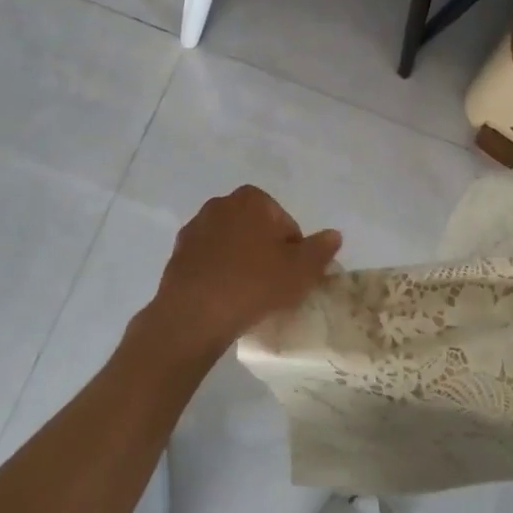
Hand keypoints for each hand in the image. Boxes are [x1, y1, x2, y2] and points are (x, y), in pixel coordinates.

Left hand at [145, 186, 341, 359]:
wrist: (194, 314)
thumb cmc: (254, 284)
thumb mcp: (301, 271)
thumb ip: (320, 250)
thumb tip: (334, 235)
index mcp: (252, 199)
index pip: (285, 223)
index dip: (294, 251)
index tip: (292, 277)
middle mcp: (221, 204)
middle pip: (256, 229)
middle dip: (265, 252)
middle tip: (273, 286)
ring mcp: (196, 227)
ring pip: (231, 244)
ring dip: (241, 261)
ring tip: (248, 295)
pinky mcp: (178, 253)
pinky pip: (209, 260)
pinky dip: (218, 272)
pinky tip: (224, 297)